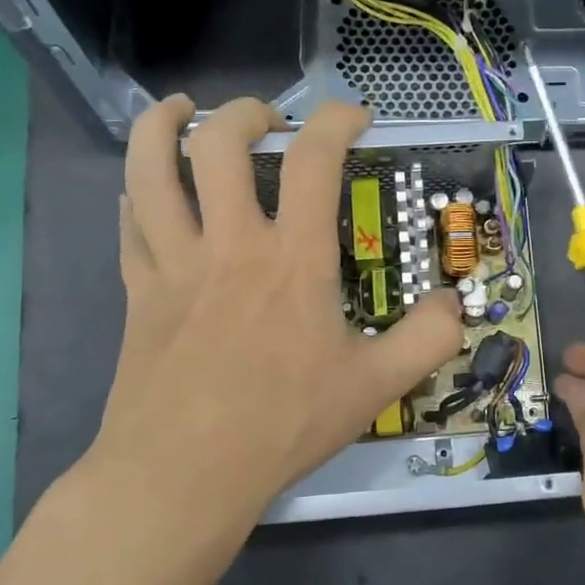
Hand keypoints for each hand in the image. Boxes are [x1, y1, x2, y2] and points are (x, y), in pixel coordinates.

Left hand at [83, 95, 461, 541]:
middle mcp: (229, 244)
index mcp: (292, 260)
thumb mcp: (375, 386)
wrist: (185, 473)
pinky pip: (128, 223)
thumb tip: (456, 304)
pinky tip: (144, 192)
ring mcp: (174, 264)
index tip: (355, 115)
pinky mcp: (139, 292)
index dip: (336, 121)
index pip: (314, 161)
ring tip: (178, 111)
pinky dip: (135, 193)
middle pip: (218, 144)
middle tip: (267, 119)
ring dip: (160, 127)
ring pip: (150, 169)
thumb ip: (427, 340)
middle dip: (245, 113)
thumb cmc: (283, 425)